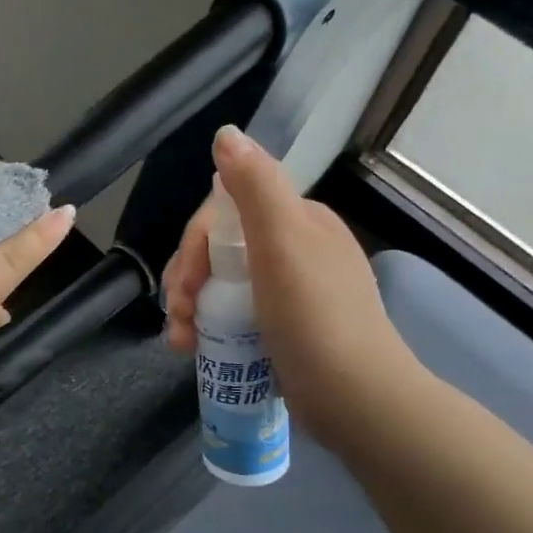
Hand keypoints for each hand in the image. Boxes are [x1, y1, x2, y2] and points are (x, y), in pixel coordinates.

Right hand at [161, 126, 418, 442]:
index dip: (193, 245)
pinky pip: (232, 314)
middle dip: (186, 279)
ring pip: (220, 284)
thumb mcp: (282, 242)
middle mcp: (295, 249)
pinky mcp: (283, 329)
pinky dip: (208, 327)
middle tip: (178, 316)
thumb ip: (254, 185)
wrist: (355, 399)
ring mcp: (289, 292)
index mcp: (298, 221)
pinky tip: (194, 348)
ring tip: (180, 341)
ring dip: (190, 307)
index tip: (183, 283)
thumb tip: (226, 133)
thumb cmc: (314, 316)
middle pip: (218, 250)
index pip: (225, 213)